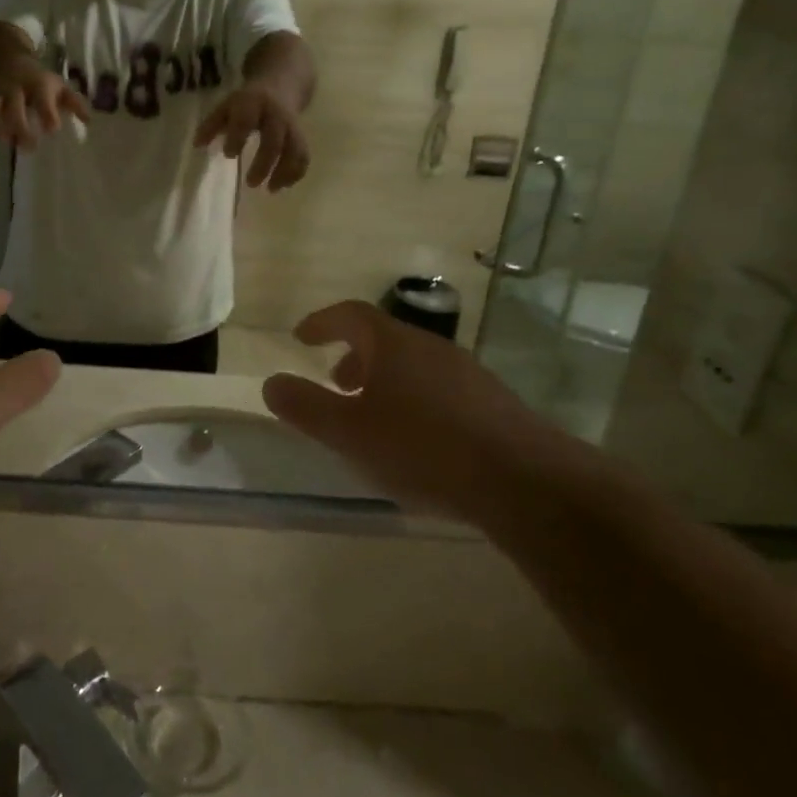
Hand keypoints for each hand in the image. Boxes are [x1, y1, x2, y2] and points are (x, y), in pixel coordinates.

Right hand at [0, 67, 91, 151]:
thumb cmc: (34, 78)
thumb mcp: (55, 85)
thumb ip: (73, 102)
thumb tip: (89, 120)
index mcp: (38, 85)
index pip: (43, 99)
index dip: (47, 115)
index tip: (52, 130)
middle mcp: (16, 89)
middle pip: (15, 109)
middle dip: (21, 129)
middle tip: (30, 147)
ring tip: (7, 142)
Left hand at [193, 82, 309, 189]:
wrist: (281, 83)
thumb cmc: (247, 102)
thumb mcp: (226, 106)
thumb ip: (211, 125)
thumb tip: (197, 145)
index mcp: (253, 103)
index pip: (246, 120)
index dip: (238, 137)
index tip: (228, 154)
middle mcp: (275, 114)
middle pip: (274, 140)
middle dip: (264, 163)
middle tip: (250, 183)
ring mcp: (292, 125)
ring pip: (295, 149)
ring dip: (284, 171)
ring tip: (271, 190)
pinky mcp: (301, 135)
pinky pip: (303, 155)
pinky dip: (296, 172)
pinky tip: (283, 185)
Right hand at [260, 301, 568, 523]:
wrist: (525, 482)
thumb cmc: (423, 448)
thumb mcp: (349, 432)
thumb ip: (305, 407)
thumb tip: (270, 382)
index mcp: (393, 344)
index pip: (350, 314)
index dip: (322, 322)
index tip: (301, 336)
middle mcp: (431, 347)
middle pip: (383, 339)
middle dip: (353, 356)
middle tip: (335, 384)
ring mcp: (467, 374)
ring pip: (413, 365)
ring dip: (384, 381)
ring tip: (372, 417)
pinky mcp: (493, 404)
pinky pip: (439, 388)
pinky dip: (414, 400)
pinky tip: (416, 441)